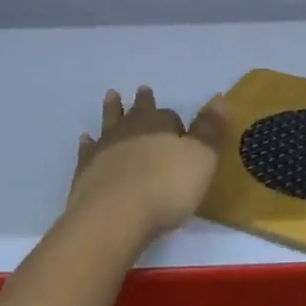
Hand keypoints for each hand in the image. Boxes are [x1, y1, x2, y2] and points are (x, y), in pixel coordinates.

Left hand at [68, 87, 224, 245]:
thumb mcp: (201, 158)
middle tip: (142, 90)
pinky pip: (87, 149)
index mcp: (159, 124)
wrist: (115, 215)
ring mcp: (105, 147)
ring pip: (110, 121)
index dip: (176, 123)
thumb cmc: (166, 187)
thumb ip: (210, 130)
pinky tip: (86, 139)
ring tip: (112, 96)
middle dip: (142, 102)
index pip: (170, 116)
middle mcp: (130, 129)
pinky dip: (88, 143)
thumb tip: (219, 98)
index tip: (180, 129)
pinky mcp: (86, 170)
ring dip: (112, 109)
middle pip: (138, 111)